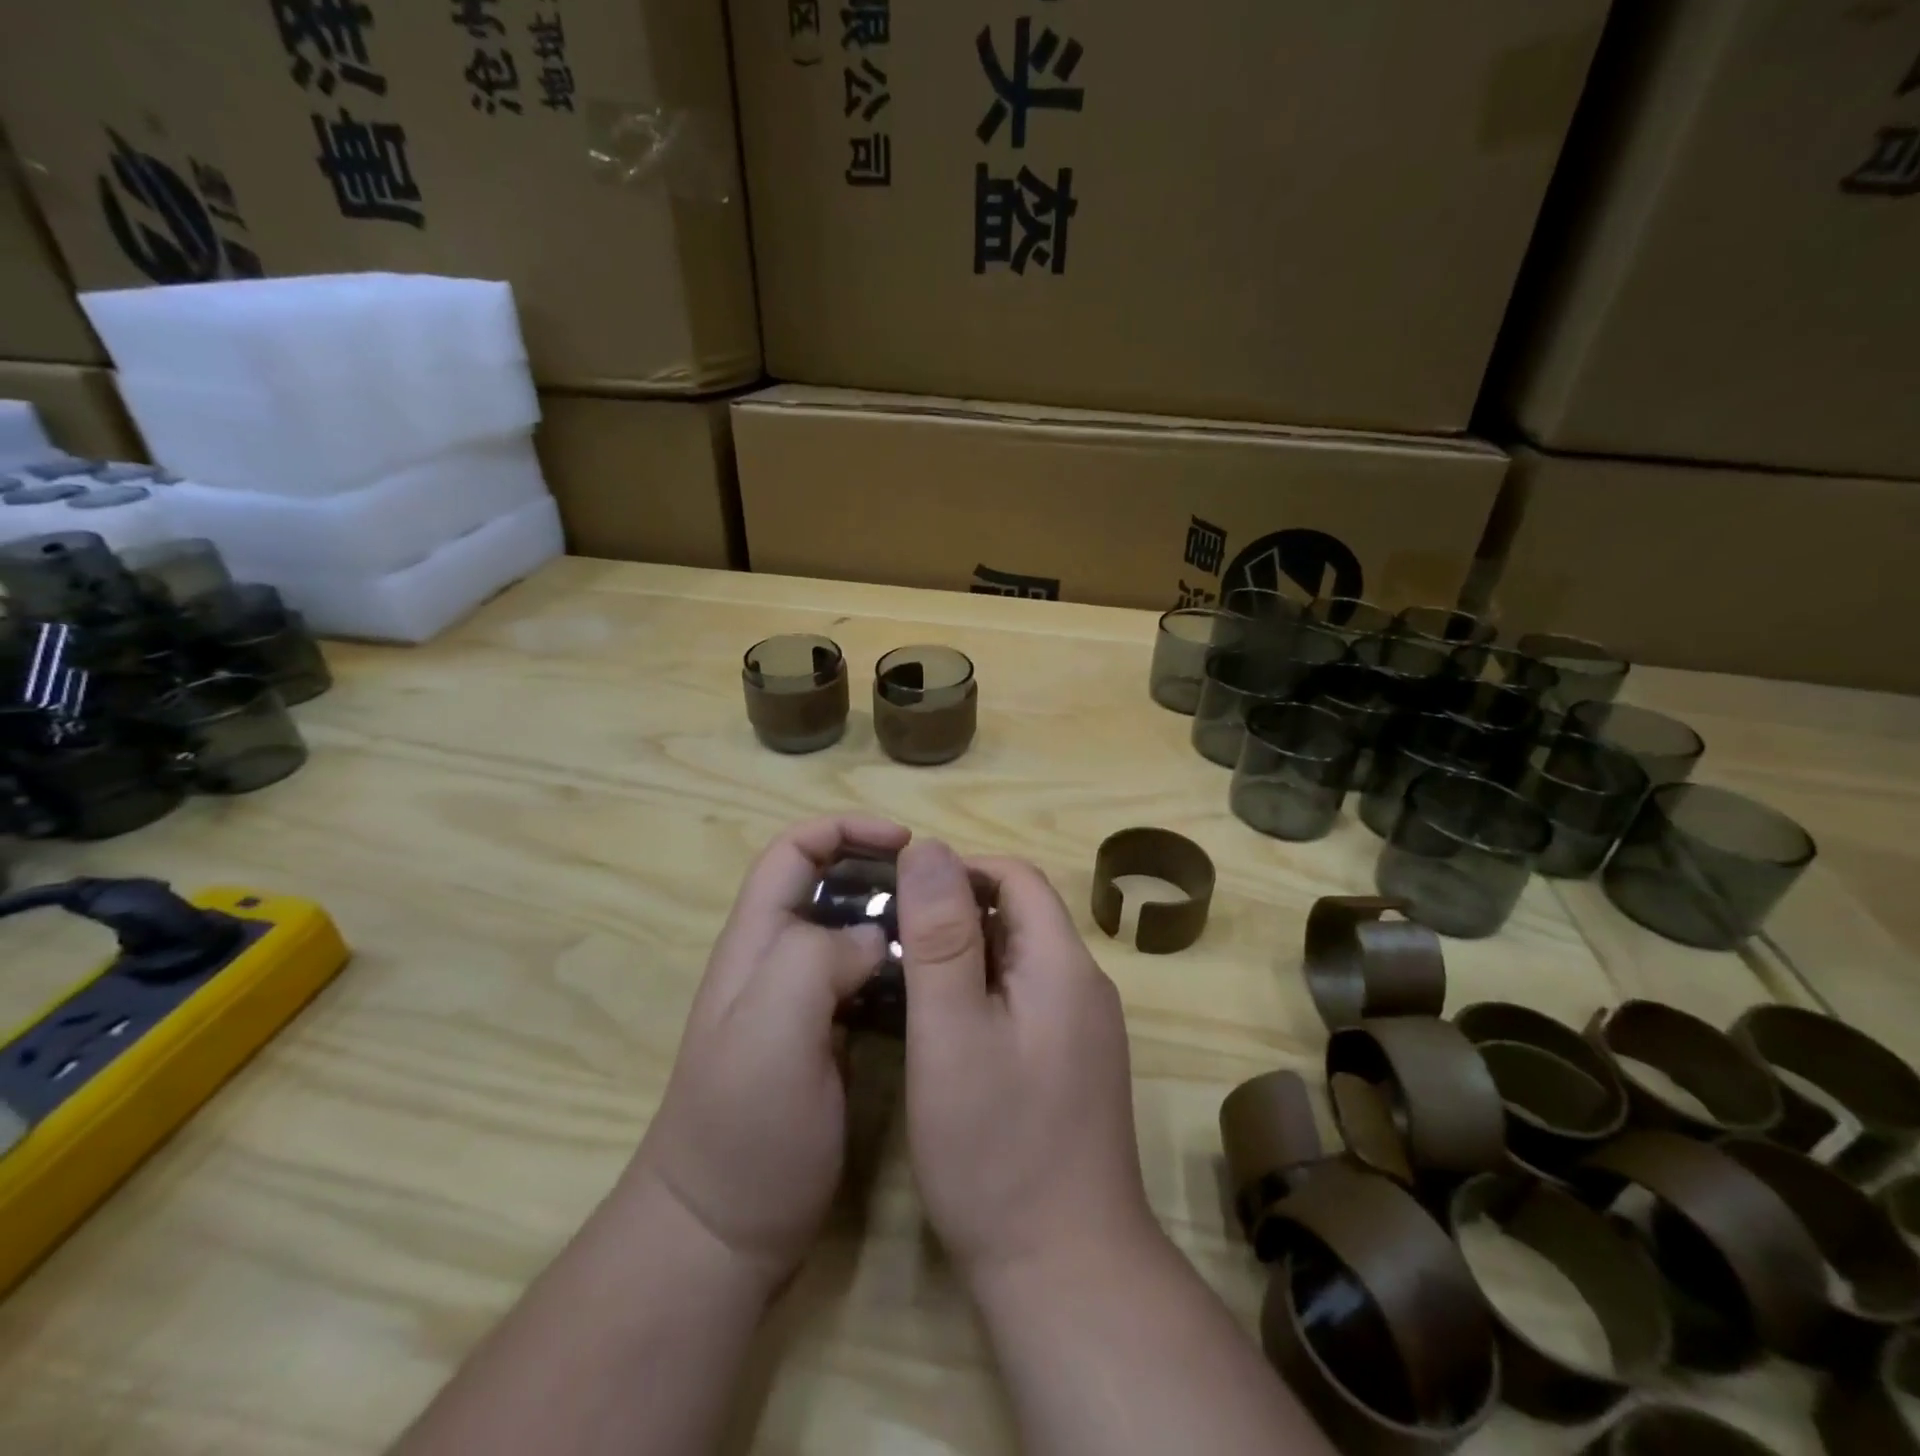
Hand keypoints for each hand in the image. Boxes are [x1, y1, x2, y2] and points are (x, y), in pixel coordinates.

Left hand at [630, 815, 909, 1285]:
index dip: (843, 830)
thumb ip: (815, 961)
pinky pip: (866, 979)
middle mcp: (776, 960)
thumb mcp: (771, 1030)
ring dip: (893, 917)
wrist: (721, 1232)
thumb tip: (874, 937)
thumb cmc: (744, 1126)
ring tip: (944, 928)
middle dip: (878, 871)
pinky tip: (933, 981)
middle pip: (826, 884)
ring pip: (850, 931)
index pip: (793, 851)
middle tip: (937, 889)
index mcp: (757, 942)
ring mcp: (800, 1002)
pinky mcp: (825, 1039)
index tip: (904, 843)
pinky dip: (898, 964)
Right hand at [895, 839, 1161, 1287]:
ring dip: (967, 954)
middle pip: (1020, 916)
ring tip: (907, 978)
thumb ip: (940, 936)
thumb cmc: (997, 1148)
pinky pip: (1026, 1000)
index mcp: (1062, 965)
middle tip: (894, 939)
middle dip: (957, 912)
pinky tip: (943, 1027)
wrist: (1065, 1271)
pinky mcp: (1073, 1066)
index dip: (960, 872)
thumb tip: (928, 848)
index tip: (903, 896)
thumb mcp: (951, 1032)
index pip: (1017, 878)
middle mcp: (1084, 986)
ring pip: (1020, 960)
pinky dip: (983, 993)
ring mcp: (1084, 1030)